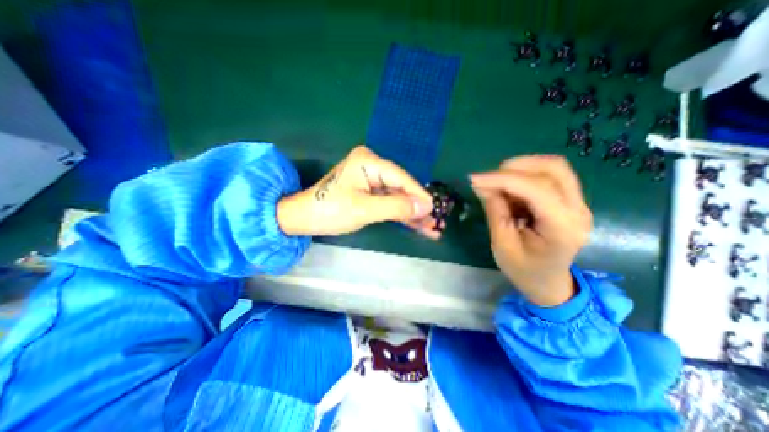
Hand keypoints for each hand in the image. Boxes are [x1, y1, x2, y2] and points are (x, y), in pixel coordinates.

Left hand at [279, 148, 442, 236]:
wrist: (303, 218)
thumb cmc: (330, 211)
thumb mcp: (364, 209)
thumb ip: (396, 207)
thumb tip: (425, 207)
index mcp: (369, 162)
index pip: (401, 178)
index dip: (419, 195)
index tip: (435, 210)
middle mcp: (372, 166)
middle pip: (402, 188)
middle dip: (417, 208)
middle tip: (436, 223)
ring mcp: (371, 180)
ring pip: (398, 198)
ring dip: (412, 214)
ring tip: (431, 229)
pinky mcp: (370, 192)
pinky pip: (389, 203)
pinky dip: (401, 215)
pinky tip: (416, 225)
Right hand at [469, 156, 593, 306]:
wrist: (549, 283)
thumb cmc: (524, 270)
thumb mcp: (502, 245)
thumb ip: (495, 212)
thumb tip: (483, 185)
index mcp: (562, 228)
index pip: (536, 189)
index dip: (503, 179)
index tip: (474, 179)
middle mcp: (577, 210)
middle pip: (553, 169)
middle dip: (515, 168)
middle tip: (488, 179)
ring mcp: (578, 203)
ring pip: (554, 167)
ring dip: (521, 168)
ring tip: (498, 182)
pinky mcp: (571, 200)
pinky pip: (550, 175)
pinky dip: (526, 175)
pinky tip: (511, 189)